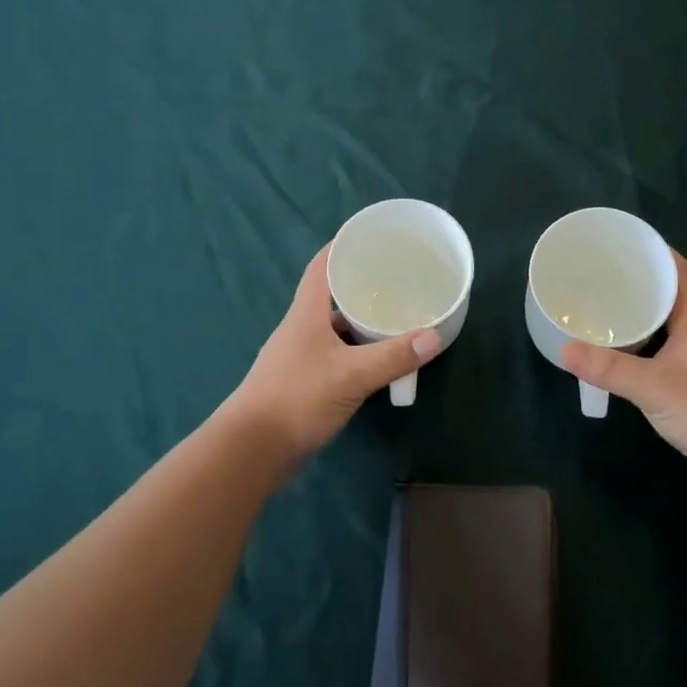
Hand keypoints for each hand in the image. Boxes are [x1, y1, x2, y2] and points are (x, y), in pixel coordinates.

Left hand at [223, 246, 439, 465]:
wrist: (252, 450)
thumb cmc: (297, 398)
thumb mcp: (351, 375)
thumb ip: (393, 356)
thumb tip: (434, 336)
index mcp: (306, 313)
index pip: (321, 266)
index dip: (342, 247)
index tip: (370, 236)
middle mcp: (301, 328)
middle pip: (331, 295)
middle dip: (361, 283)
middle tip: (397, 278)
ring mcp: (301, 356)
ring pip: (335, 327)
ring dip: (360, 320)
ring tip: (395, 314)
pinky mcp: (304, 381)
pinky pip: (336, 354)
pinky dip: (357, 350)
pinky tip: (378, 358)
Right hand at [561, 252, 686, 503]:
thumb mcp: (654, 386)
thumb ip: (610, 369)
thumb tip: (565, 349)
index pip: (681, 274)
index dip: (659, 254)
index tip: (628, 243)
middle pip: (670, 299)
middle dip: (640, 285)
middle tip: (603, 277)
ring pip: (666, 329)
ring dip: (640, 318)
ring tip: (604, 310)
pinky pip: (662, 356)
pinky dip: (641, 349)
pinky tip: (620, 357)